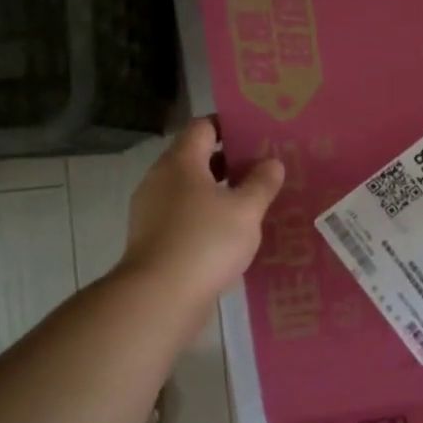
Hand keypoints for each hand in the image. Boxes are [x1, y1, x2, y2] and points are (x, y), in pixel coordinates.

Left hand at [123, 119, 285, 304]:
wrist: (159, 297)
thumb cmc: (205, 242)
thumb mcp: (246, 211)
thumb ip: (261, 183)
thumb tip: (271, 162)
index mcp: (181, 162)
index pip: (203, 127)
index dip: (229, 126)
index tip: (255, 134)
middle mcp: (160, 179)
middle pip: (195, 158)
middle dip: (228, 161)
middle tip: (262, 168)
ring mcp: (151, 210)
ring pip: (189, 190)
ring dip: (217, 192)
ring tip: (251, 202)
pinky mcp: (152, 239)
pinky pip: (182, 216)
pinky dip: (204, 216)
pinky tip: (229, 234)